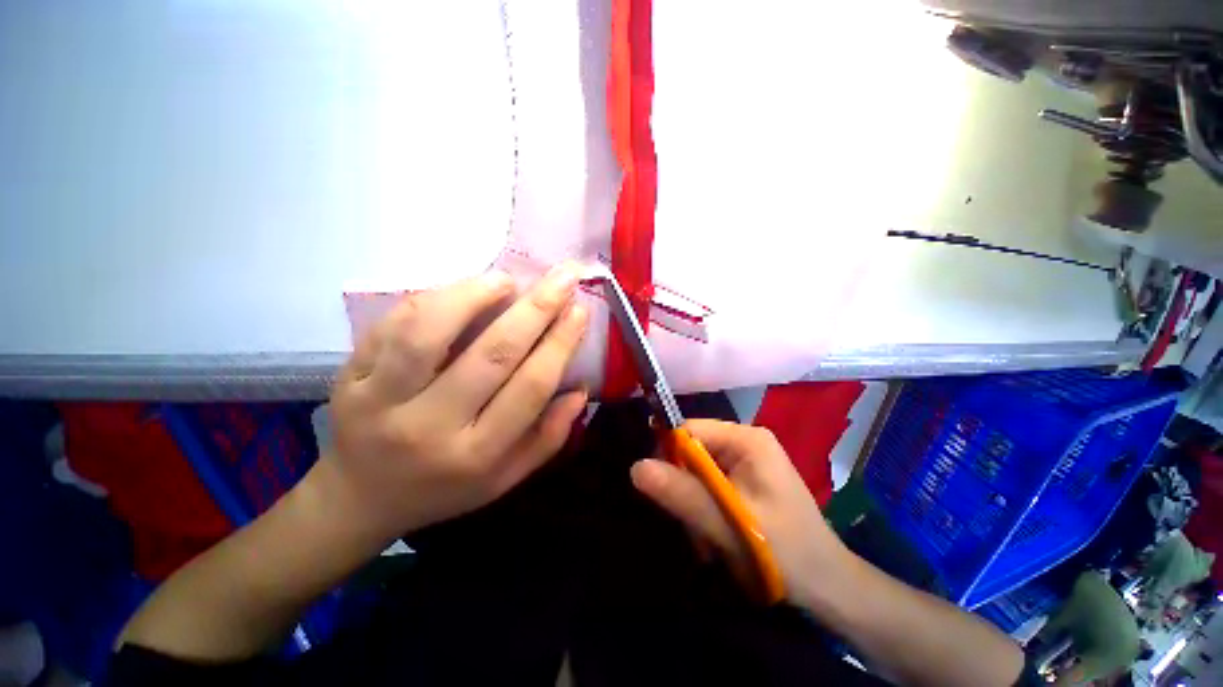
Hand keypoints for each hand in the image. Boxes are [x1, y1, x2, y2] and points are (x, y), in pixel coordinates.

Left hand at [314, 263, 590, 545]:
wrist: (360, 498)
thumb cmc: (445, 488)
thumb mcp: (506, 479)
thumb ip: (549, 437)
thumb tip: (581, 390)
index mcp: (475, 456)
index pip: (530, 388)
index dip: (559, 344)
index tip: (579, 310)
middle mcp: (429, 428)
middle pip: (491, 355)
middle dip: (535, 309)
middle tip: (562, 277)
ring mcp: (380, 400)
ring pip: (430, 332)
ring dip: (475, 295)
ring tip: (506, 280)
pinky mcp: (350, 377)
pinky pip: (391, 325)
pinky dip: (431, 298)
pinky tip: (462, 291)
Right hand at [630, 420, 849, 608]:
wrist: (829, 588)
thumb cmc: (787, 553)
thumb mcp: (730, 524)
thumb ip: (684, 495)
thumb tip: (635, 467)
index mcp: (747, 439)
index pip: (688, 430)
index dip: (669, 456)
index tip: (663, 493)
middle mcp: (745, 441)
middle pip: (692, 450)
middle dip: (685, 487)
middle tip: (691, 525)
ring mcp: (746, 460)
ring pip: (697, 471)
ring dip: (694, 503)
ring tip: (707, 538)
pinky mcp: (745, 479)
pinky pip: (709, 485)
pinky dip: (705, 509)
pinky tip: (715, 535)